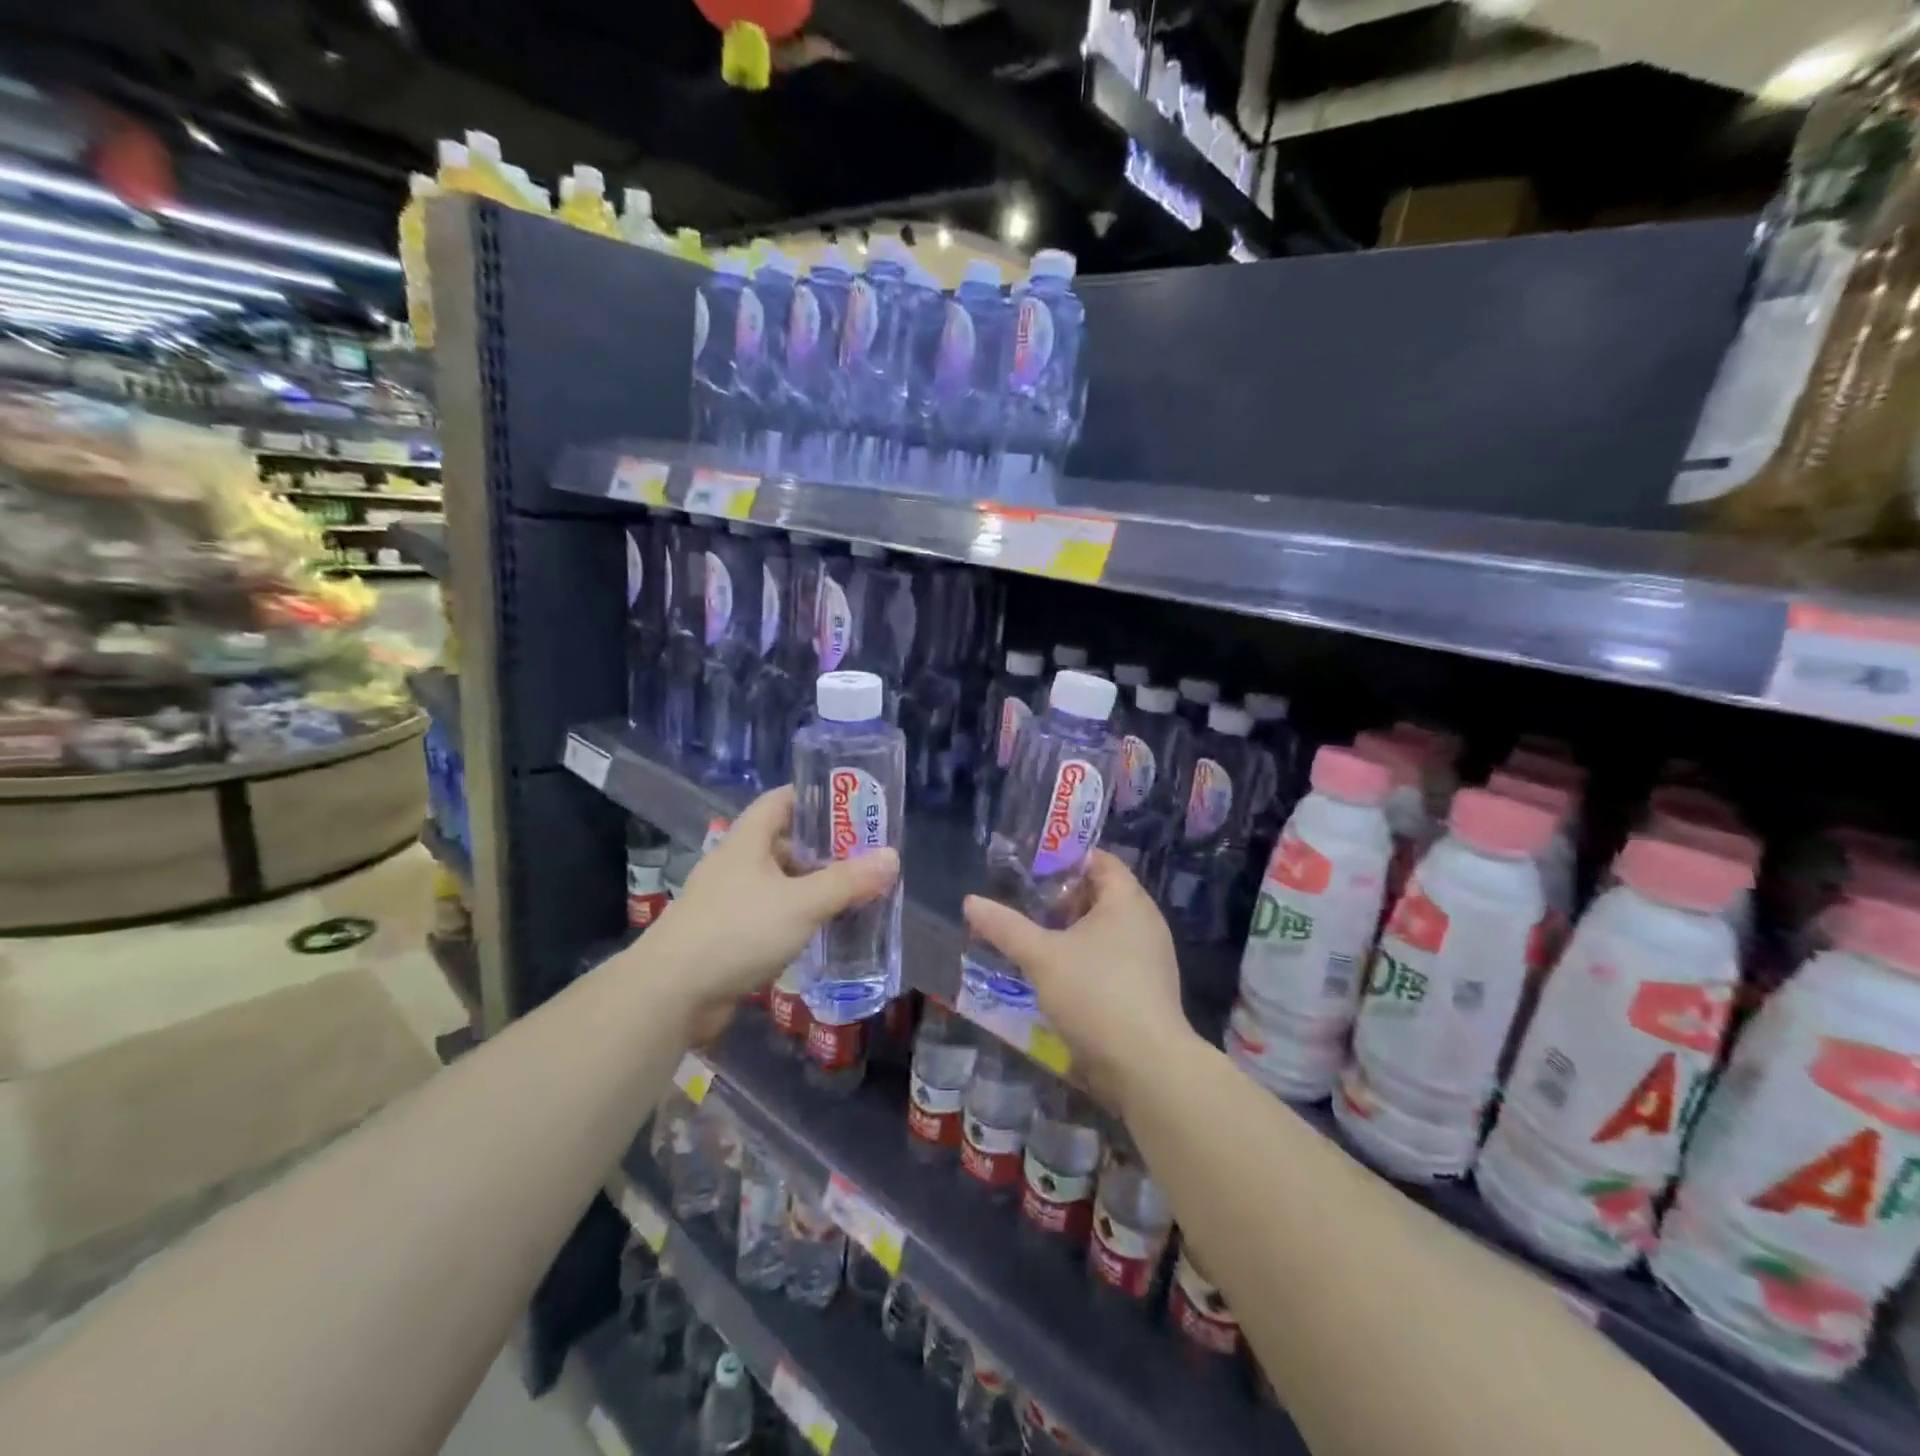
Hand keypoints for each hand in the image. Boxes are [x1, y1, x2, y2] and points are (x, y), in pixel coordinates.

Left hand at [638, 787, 898, 1040]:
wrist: (670, 993)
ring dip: (809, 887)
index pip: (779, 801)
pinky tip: (818, 931)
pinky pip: (767, 916)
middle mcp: (734, 865)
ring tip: (849, 894)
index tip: (849, 805)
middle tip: (862, 857)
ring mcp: (726, 902)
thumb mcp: (802, 903)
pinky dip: (794, 919)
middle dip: (821, 849)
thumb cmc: (738, 931)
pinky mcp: (724, 936)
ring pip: (776, 883)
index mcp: (747, 842)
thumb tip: (892, 857)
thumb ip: (847, 881)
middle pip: (782, 843)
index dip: (812, 797)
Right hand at [961, 851, 1189, 1112]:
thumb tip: (970, 901)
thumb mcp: (1041, 956)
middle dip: (1062, 899)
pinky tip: (1057, 976)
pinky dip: (1086, 959)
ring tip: (1034, 940)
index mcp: (1127, 899)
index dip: (1065, 859)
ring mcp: (1151, 957)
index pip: (1099, 860)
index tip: (1030, 870)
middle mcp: (1145, 921)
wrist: (1146, 1067)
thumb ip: (1005, 926)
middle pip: (1101, 894)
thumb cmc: (1095, 994)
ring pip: (1106, 930)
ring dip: (1072, 933)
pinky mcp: (1148, 989)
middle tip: (1024, 905)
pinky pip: (1113, 958)